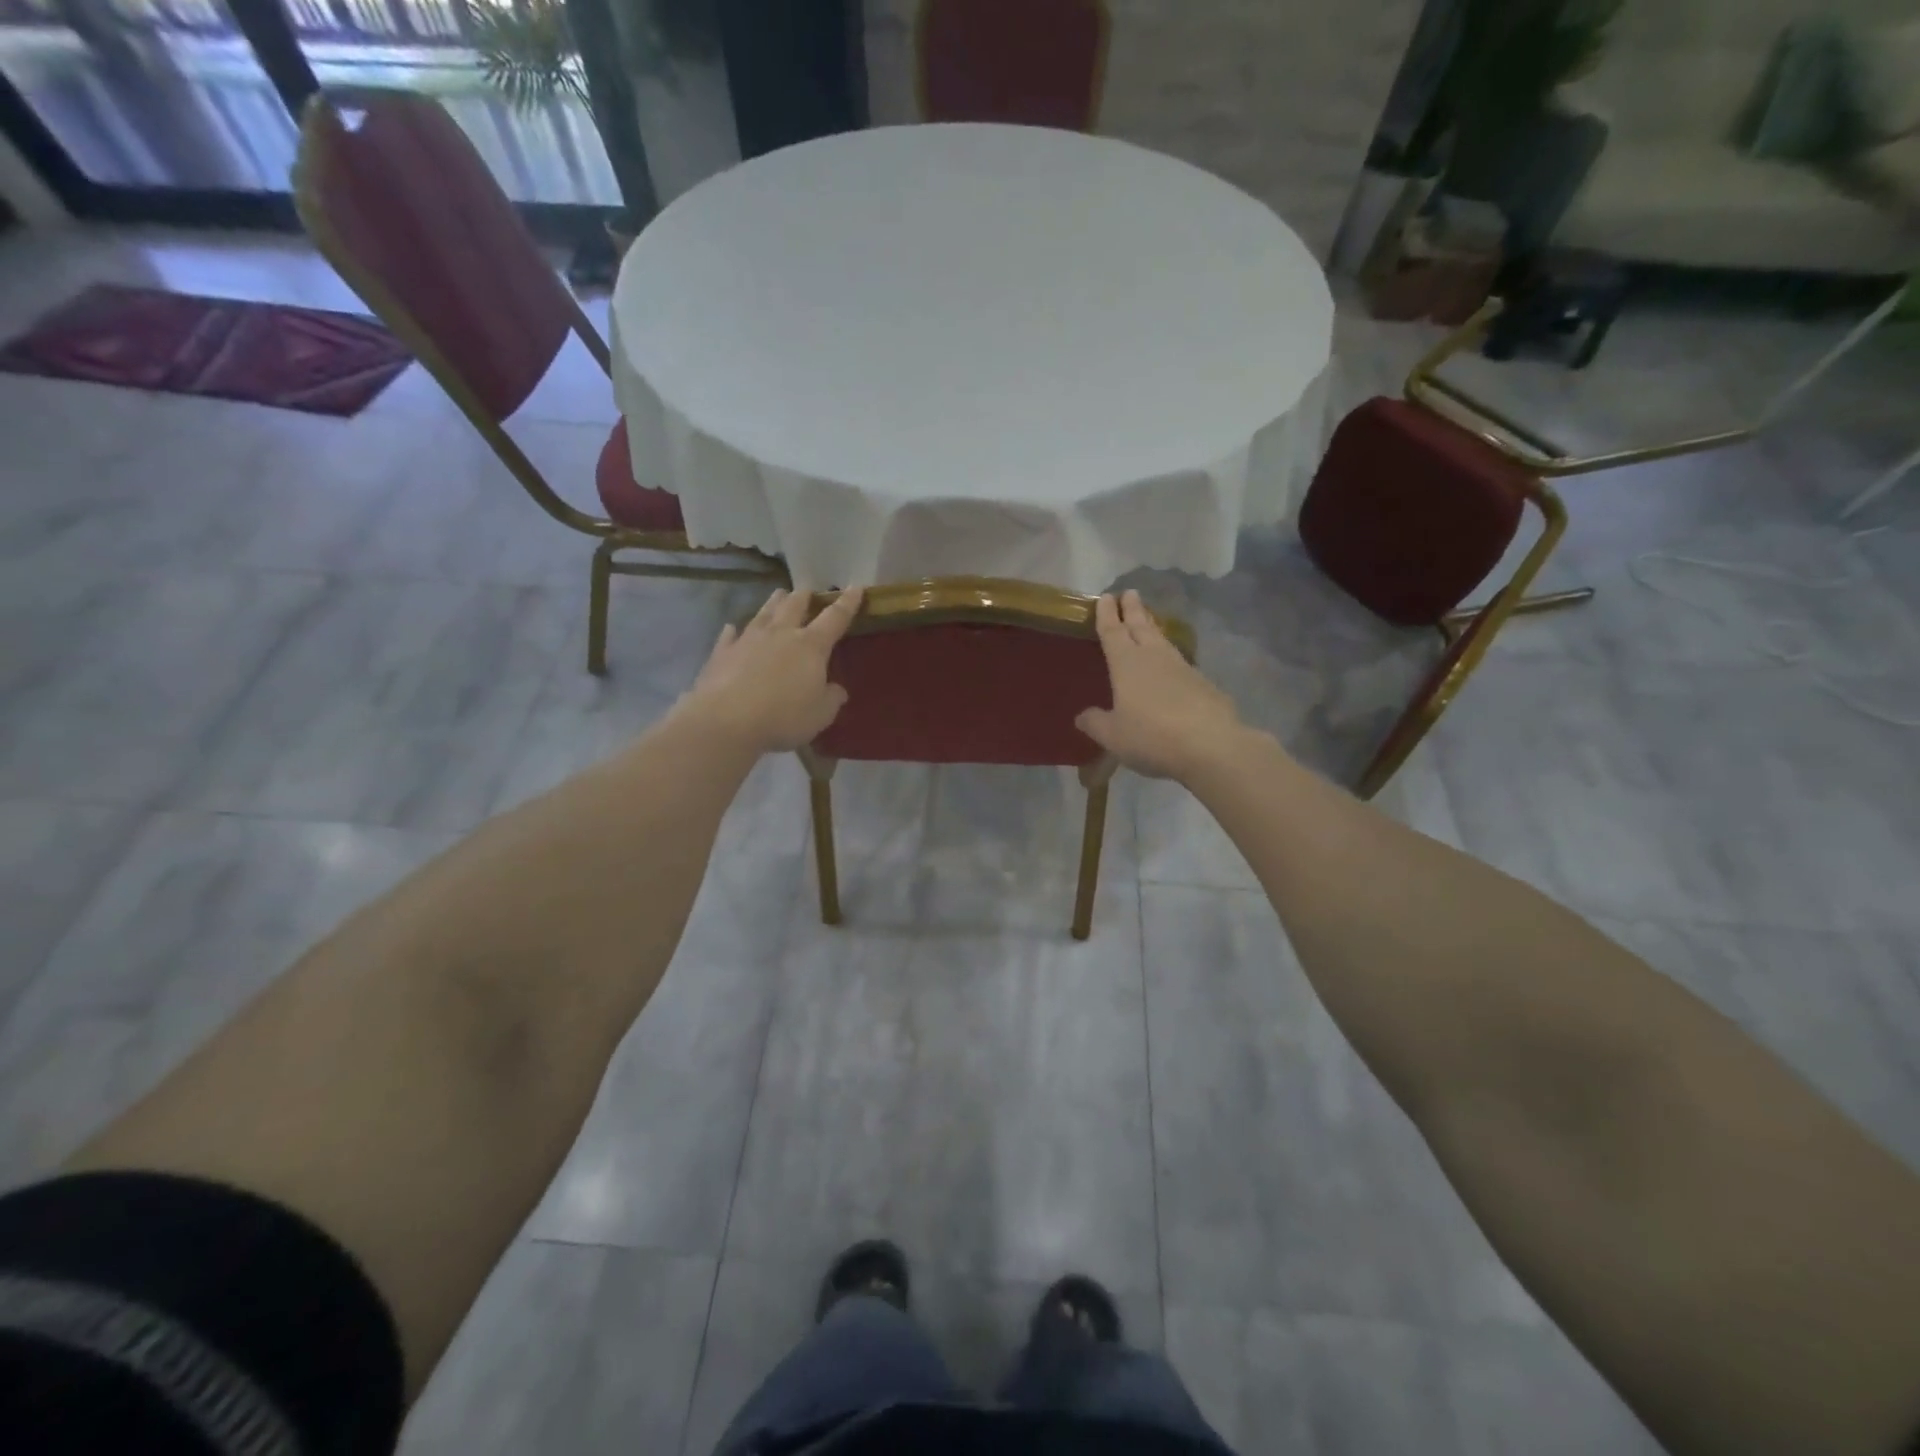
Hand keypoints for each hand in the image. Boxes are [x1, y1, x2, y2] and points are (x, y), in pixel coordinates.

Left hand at [679, 587, 863, 753]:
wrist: (727, 720)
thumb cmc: (784, 717)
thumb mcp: (821, 714)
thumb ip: (832, 698)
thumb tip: (837, 690)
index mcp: (811, 646)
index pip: (835, 618)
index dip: (847, 602)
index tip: (856, 587)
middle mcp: (780, 634)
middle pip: (794, 606)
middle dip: (805, 596)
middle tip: (808, 589)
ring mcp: (748, 640)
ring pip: (764, 613)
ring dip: (774, 602)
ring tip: (779, 593)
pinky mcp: (722, 652)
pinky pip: (730, 635)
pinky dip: (734, 630)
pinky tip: (732, 627)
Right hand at [1076, 590, 1243, 780]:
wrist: (1210, 745)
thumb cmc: (1151, 736)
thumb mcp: (1113, 736)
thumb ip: (1096, 723)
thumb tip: (1082, 716)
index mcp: (1126, 663)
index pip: (1113, 631)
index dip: (1106, 614)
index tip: (1105, 596)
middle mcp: (1153, 657)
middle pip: (1140, 626)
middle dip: (1133, 609)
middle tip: (1129, 592)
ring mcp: (1181, 667)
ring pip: (1162, 639)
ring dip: (1152, 627)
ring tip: (1147, 620)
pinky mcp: (1202, 682)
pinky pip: (1178, 660)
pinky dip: (1169, 654)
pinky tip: (1170, 663)